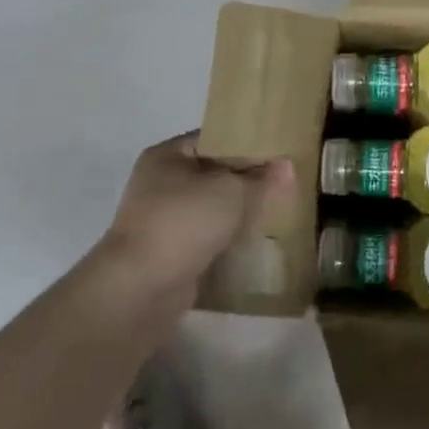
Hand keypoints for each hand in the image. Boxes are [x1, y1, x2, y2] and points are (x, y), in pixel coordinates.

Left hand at [96, 133, 293, 297]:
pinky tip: (255, 240)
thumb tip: (286, 166)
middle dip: (246, 181)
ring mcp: (162, 219)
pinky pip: (207, 236)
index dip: (247, 144)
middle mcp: (159, 183)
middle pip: (213, 174)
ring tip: (276, 211)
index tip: (279, 154)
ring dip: (238, 212)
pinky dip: (227, 238)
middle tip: (283, 183)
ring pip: (211, 207)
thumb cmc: (184, 222)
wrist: (142, 288)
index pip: (214, 139)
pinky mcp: (170, 252)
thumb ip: (261, 179)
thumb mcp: (232, 191)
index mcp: (167, 155)